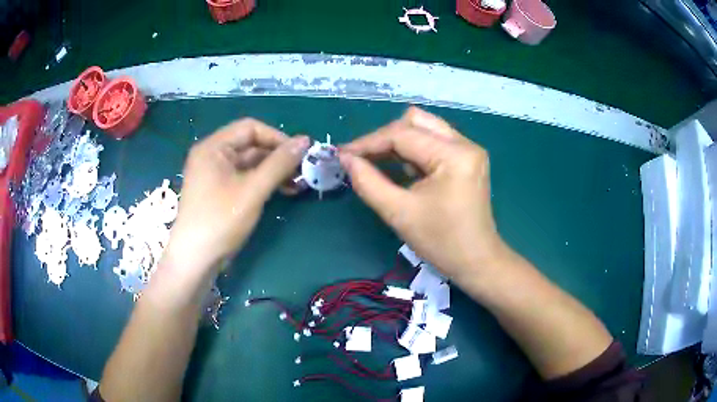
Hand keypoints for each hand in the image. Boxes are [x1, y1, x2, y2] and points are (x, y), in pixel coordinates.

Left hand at [164, 119, 309, 279]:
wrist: (195, 259)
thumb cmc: (220, 220)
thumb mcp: (252, 190)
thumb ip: (279, 163)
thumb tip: (305, 140)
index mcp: (213, 147)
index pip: (250, 128)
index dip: (277, 137)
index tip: (300, 154)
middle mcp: (212, 155)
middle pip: (250, 145)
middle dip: (277, 156)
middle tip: (302, 171)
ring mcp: (214, 174)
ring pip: (249, 163)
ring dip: (273, 170)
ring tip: (297, 183)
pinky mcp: (219, 191)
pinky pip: (244, 177)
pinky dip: (263, 182)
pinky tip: (282, 191)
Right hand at [340, 107, 506, 281]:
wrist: (477, 262)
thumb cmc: (441, 243)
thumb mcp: (399, 213)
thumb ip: (367, 182)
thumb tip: (346, 158)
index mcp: (453, 155)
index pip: (402, 134)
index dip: (368, 142)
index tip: (342, 154)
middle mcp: (464, 144)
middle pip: (415, 121)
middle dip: (385, 137)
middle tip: (362, 158)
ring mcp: (468, 150)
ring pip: (424, 128)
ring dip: (398, 142)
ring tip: (376, 162)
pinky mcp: (467, 159)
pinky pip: (433, 142)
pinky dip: (412, 151)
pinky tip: (400, 169)